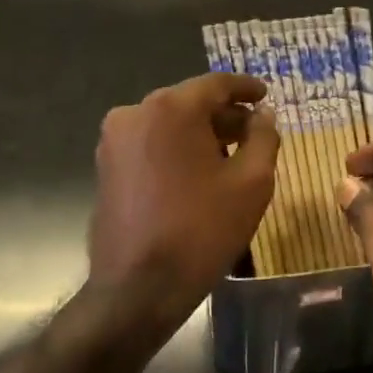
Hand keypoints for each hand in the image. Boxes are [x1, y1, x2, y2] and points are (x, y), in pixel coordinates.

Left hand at [87, 73, 279, 326]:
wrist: (137, 288)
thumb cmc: (202, 230)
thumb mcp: (252, 182)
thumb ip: (264, 137)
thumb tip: (264, 114)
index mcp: (171, 108)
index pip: (216, 84)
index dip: (246, 88)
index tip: (266, 96)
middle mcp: (135, 112)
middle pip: (190, 102)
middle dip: (224, 115)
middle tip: (254, 131)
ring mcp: (115, 140)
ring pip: (168, 123)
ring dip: (200, 133)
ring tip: (230, 156)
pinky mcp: (106, 165)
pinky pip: (150, 143)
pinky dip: (176, 149)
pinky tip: (198, 172)